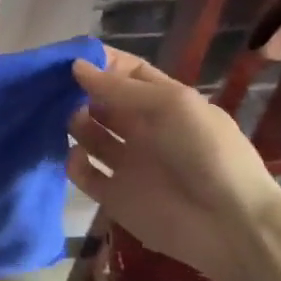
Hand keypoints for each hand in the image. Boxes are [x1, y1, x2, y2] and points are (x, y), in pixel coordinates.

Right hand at [66, 50, 280, 280]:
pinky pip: (83, 174)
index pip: (127, 73)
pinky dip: (74, 163)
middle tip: (51, 86)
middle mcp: (143, 130)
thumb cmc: (205, 152)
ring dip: (73, 122)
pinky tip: (77, 155)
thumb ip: (119, 87)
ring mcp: (127, 163)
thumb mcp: (170, 105)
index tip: (68, 56)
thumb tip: (76, 66)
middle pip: (102, 102)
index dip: (101, 63)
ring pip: (88, 135)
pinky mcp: (113, 196)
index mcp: (164, 104)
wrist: (229, 224)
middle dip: (79, 91)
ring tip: (64, 117)